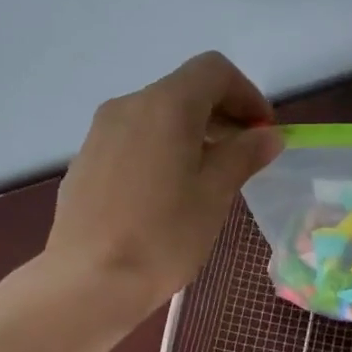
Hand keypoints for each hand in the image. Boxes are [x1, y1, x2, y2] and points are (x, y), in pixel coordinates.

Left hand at [43, 51, 284, 319]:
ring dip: (189, 135)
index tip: (263, 133)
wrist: (88, 280)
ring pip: (155, 117)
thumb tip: (267, 136)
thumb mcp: (214, 195)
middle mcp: (128, 106)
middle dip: (220, 115)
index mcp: (165, 105)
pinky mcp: (85, 161)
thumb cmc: (162, 236)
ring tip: (205, 179)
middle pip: (183, 91)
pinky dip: (159, 151)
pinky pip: (132, 141)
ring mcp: (99, 133)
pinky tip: (164, 195)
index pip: (213, 71)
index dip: (247, 94)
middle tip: (243, 158)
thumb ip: (243, 156)